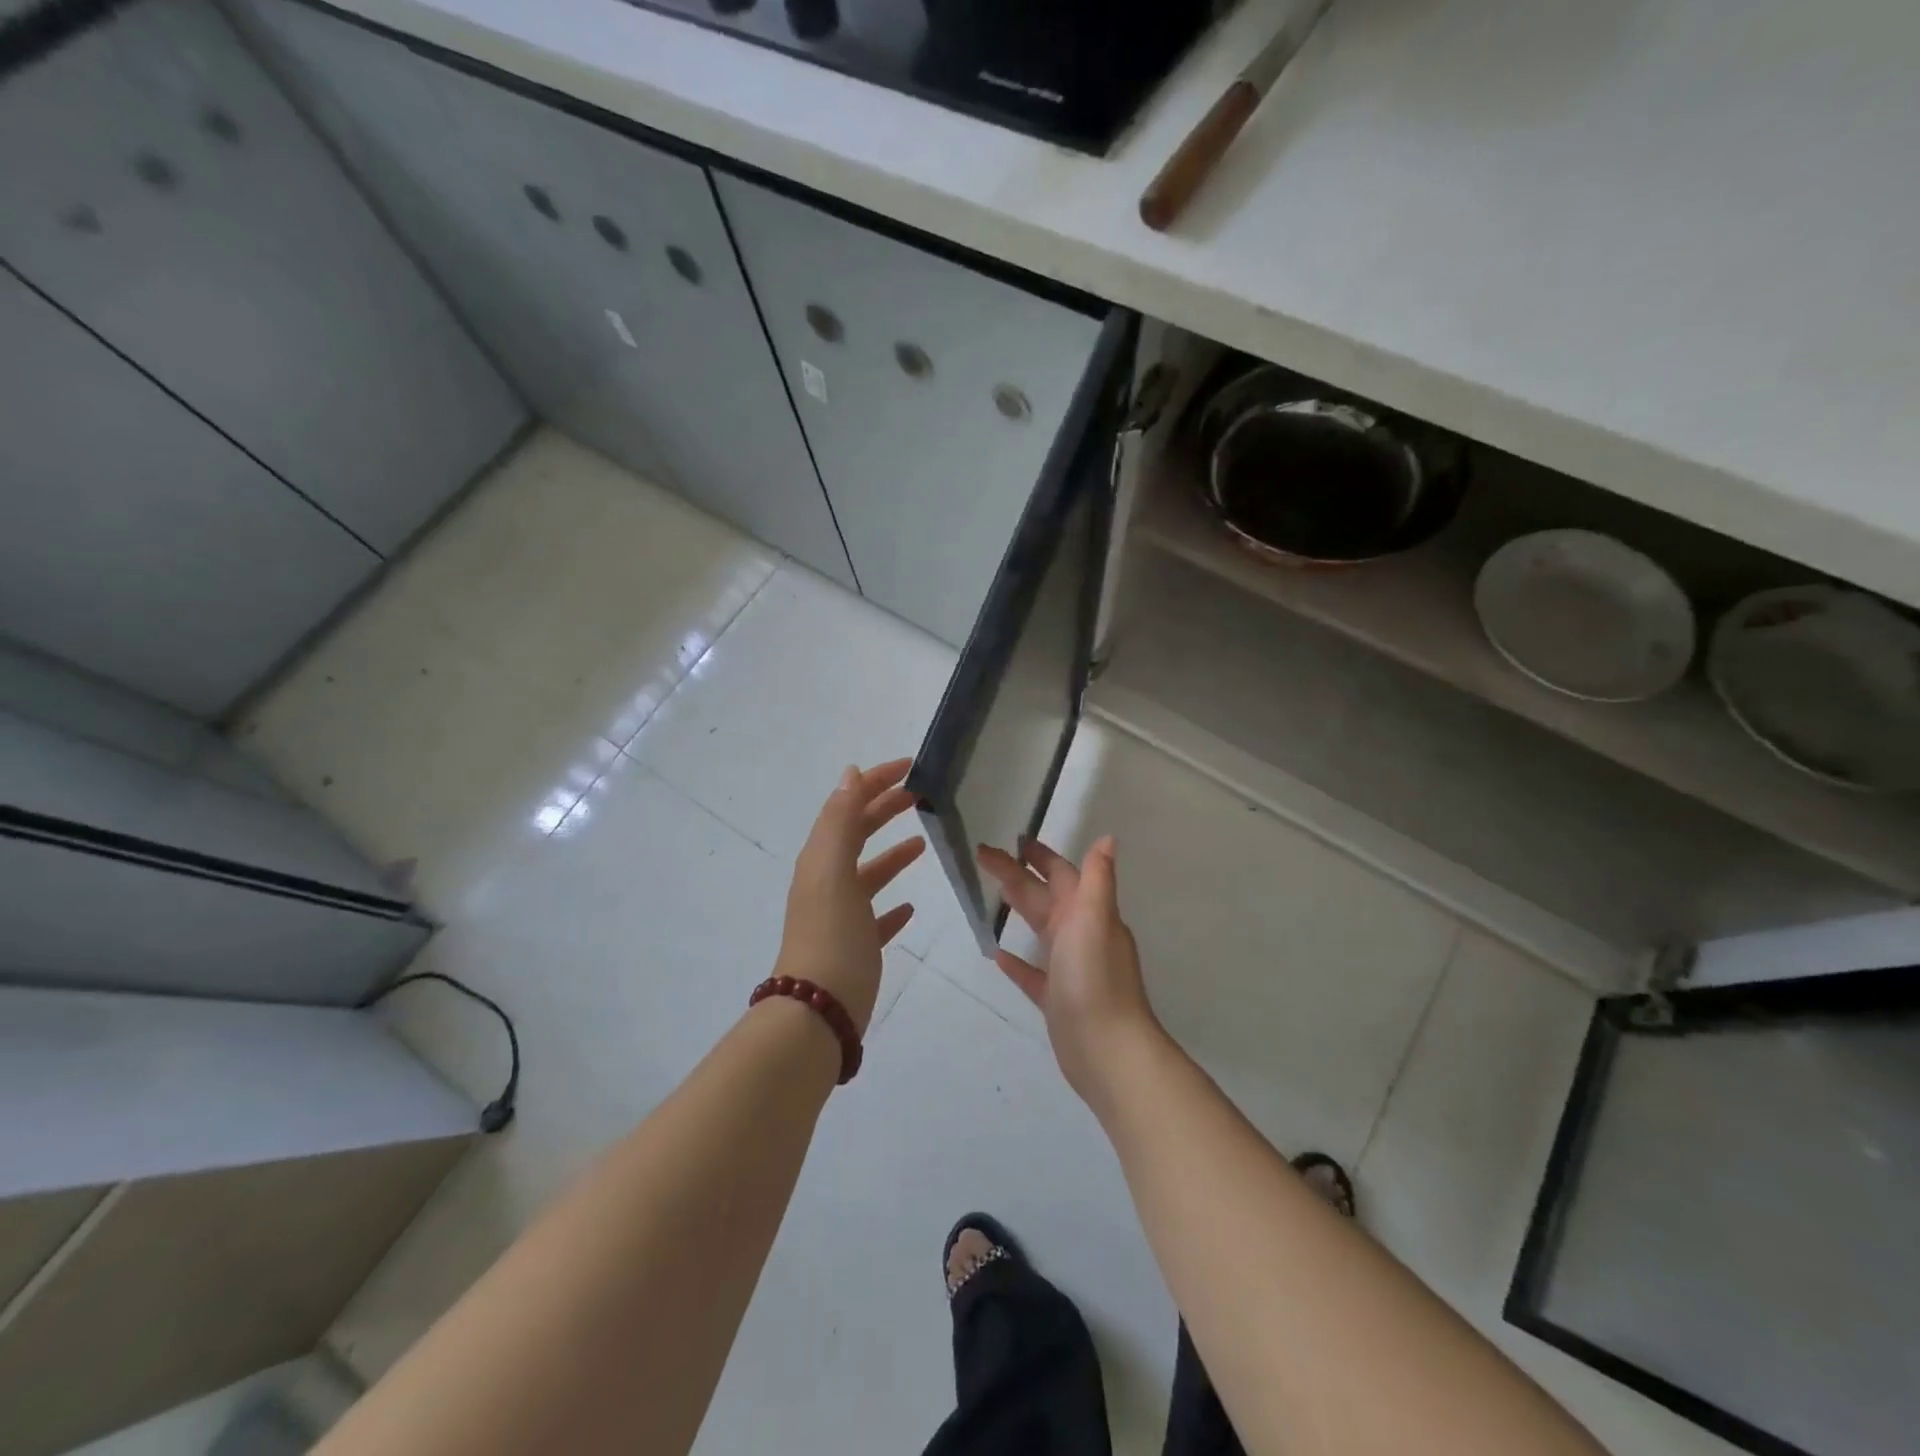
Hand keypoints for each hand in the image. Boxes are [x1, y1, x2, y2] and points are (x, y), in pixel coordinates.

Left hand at [776, 759, 924, 1035]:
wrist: (819, 1009)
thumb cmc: (830, 933)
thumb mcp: (832, 868)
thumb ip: (840, 820)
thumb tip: (850, 774)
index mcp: (822, 859)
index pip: (849, 806)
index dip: (875, 782)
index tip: (909, 767)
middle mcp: (828, 882)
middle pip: (859, 835)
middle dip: (885, 810)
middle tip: (920, 795)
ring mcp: (842, 916)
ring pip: (869, 874)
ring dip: (892, 855)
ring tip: (922, 842)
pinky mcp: (857, 946)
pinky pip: (877, 917)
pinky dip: (893, 905)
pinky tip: (910, 905)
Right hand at [978, 836, 1159, 1107]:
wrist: (1106, 1049)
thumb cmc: (1095, 977)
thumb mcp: (1094, 918)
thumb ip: (1097, 878)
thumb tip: (1107, 838)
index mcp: (1089, 913)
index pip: (1062, 874)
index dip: (1040, 856)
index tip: (1014, 840)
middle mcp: (1082, 935)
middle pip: (1045, 897)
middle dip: (1017, 875)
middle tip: (983, 856)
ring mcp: (1070, 968)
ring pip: (1041, 929)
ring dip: (1020, 909)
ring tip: (993, 893)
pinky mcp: (1057, 999)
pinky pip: (1033, 973)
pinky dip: (1018, 962)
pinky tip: (998, 955)